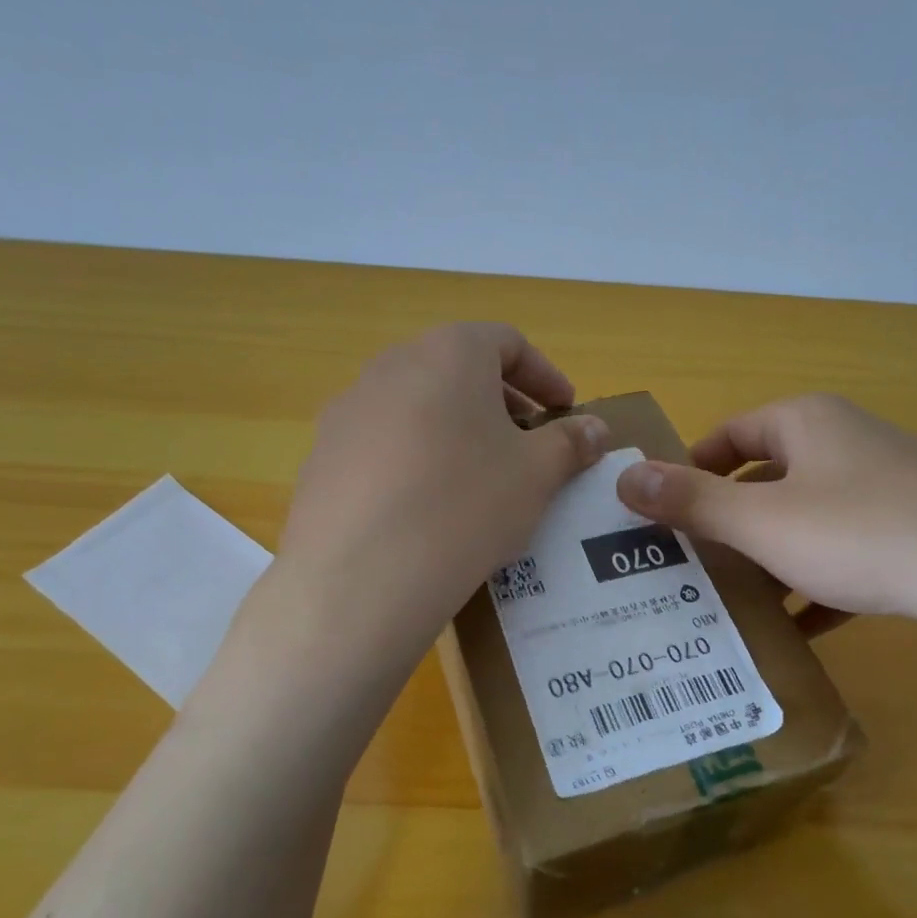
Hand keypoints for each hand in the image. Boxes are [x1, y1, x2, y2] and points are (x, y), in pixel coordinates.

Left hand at [275, 323, 609, 644]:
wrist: (363, 575)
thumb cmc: (467, 504)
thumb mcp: (537, 474)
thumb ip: (571, 442)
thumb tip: (595, 428)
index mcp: (449, 353)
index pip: (507, 342)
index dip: (544, 375)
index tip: (565, 410)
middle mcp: (391, 366)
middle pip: (457, 370)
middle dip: (500, 403)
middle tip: (526, 443)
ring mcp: (348, 411)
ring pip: (417, 407)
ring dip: (455, 430)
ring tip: (478, 478)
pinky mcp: (321, 457)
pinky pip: (382, 445)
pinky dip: (415, 460)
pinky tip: (427, 509)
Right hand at [614, 394, 916, 662]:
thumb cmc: (864, 535)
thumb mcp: (764, 522)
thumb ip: (692, 501)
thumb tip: (624, 476)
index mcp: (809, 423)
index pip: (730, 434)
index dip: (692, 469)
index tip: (663, 515)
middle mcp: (848, 444)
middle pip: (767, 479)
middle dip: (729, 524)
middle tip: (690, 567)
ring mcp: (888, 490)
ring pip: (807, 522)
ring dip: (771, 561)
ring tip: (734, 604)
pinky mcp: (915, 536)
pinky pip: (847, 556)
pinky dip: (818, 586)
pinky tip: (800, 630)